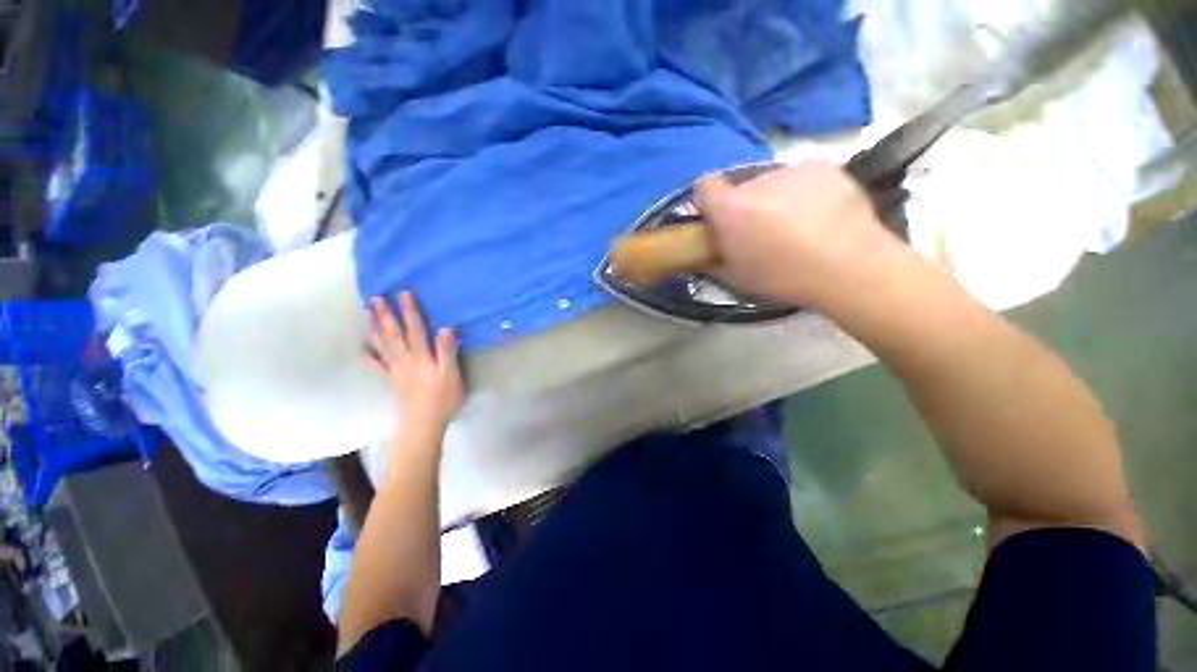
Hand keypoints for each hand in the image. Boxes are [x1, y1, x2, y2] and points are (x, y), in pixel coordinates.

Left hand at [366, 292, 463, 432]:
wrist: (424, 423)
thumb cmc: (443, 398)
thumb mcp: (452, 374)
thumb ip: (447, 351)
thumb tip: (445, 328)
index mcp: (421, 356)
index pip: (415, 329)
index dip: (410, 311)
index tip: (403, 293)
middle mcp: (405, 359)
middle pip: (394, 333)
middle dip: (386, 315)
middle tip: (376, 297)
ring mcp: (395, 369)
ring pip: (382, 344)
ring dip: (375, 327)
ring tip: (368, 312)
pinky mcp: (392, 379)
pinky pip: (376, 364)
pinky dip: (368, 354)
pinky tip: (363, 346)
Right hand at [694, 162, 903, 307]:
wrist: (850, 267)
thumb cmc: (785, 278)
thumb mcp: (737, 278)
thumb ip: (714, 257)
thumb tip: (706, 251)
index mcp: (731, 208)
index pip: (704, 186)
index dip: (708, 201)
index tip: (718, 219)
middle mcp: (757, 181)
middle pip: (741, 188)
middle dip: (745, 206)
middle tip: (761, 231)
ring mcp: (792, 170)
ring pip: (771, 182)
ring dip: (774, 199)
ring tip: (795, 226)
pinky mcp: (823, 167)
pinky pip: (800, 178)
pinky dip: (803, 193)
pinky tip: (819, 216)